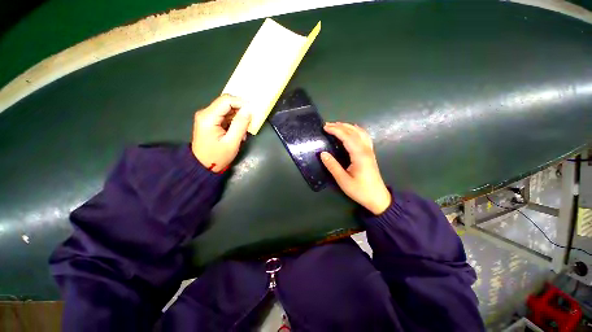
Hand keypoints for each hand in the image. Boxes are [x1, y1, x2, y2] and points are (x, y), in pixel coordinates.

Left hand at [191, 94, 250, 171]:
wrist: (203, 166)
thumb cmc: (217, 156)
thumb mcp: (232, 142)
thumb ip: (240, 124)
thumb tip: (249, 109)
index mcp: (208, 117)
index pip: (226, 100)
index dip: (241, 102)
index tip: (253, 110)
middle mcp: (205, 113)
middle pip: (226, 103)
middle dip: (240, 111)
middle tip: (250, 122)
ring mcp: (207, 117)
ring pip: (227, 110)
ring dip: (238, 118)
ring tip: (244, 132)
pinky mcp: (210, 121)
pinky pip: (225, 116)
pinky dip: (234, 122)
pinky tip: (238, 133)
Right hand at [321, 122, 390, 214]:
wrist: (378, 198)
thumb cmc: (360, 190)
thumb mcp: (343, 180)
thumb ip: (333, 166)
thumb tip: (322, 154)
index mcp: (359, 155)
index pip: (347, 137)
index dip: (335, 130)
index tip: (325, 128)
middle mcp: (366, 149)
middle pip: (353, 132)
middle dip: (340, 126)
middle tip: (327, 125)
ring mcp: (369, 150)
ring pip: (360, 132)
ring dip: (348, 127)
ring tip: (337, 125)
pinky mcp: (370, 153)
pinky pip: (364, 137)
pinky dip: (356, 130)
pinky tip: (352, 130)